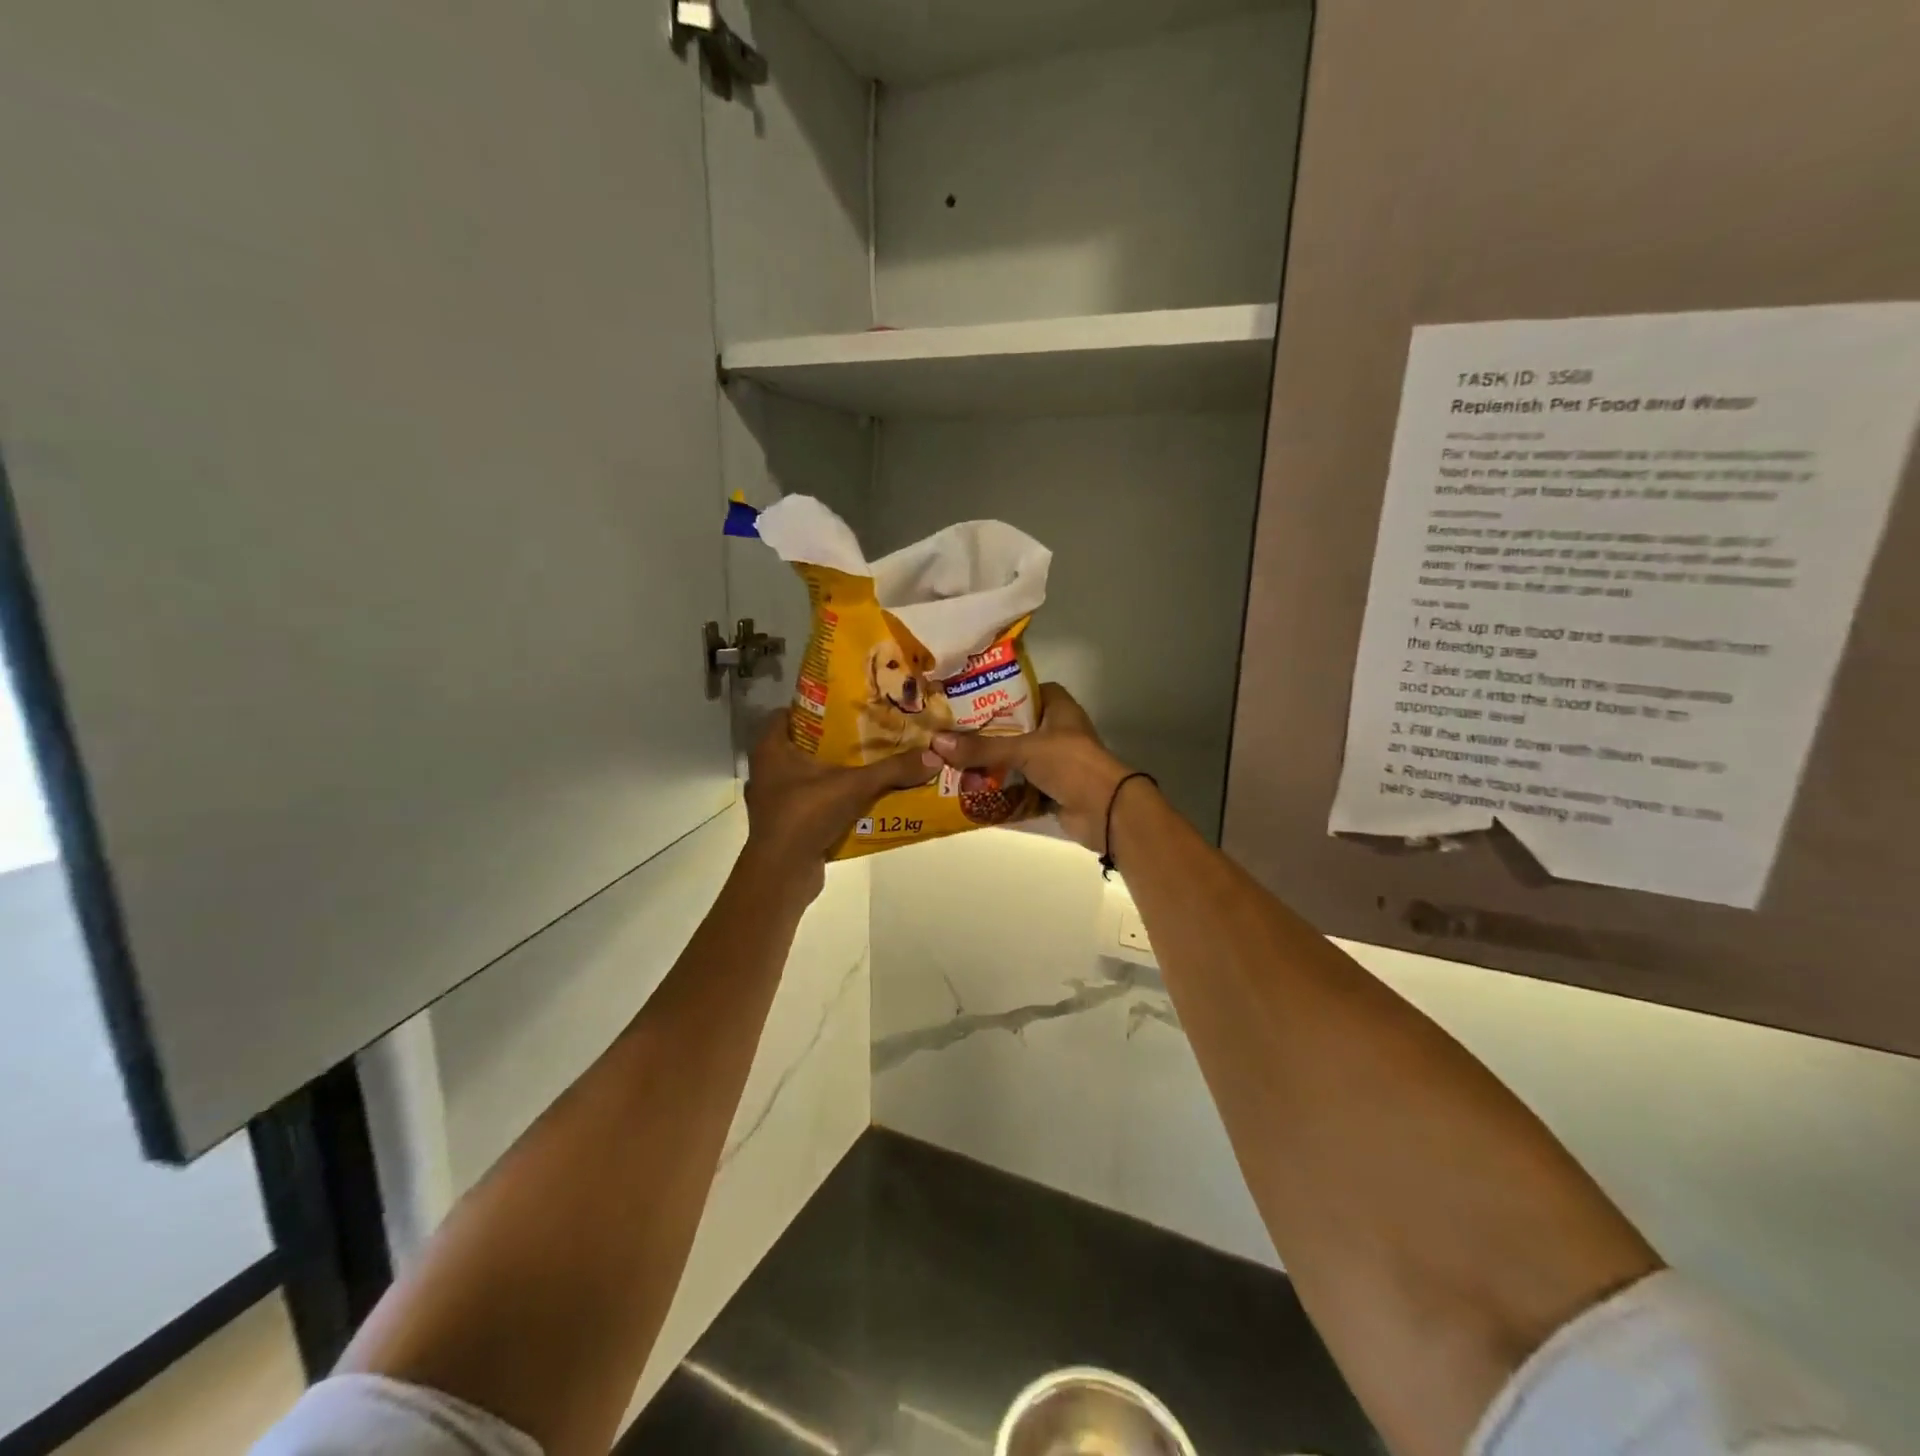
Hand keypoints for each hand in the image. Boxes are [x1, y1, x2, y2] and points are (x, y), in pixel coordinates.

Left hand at [741, 712, 932, 899]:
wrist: (782, 873)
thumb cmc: (806, 815)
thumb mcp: (854, 786)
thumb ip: (893, 770)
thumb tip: (934, 755)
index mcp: (771, 749)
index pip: (789, 713)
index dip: (817, 706)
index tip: (847, 704)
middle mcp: (767, 770)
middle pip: (802, 744)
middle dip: (834, 739)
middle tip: (868, 732)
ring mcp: (773, 800)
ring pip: (807, 775)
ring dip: (834, 770)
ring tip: (869, 763)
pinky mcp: (785, 824)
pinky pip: (811, 801)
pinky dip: (832, 798)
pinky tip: (860, 798)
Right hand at [924, 684, 1133, 852]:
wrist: (1106, 811)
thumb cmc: (1070, 764)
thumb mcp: (1023, 749)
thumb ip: (981, 747)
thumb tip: (936, 743)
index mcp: (1058, 708)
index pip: (1023, 690)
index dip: (997, 692)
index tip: (965, 698)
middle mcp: (1056, 730)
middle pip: (1013, 727)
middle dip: (984, 733)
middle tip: (950, 733)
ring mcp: (1054, 761)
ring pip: (1014, 757)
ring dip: (989, 763)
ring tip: (952, 760)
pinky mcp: (1050, 789)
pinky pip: (1017, 784)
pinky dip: (998, 787)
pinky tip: (969, 787)